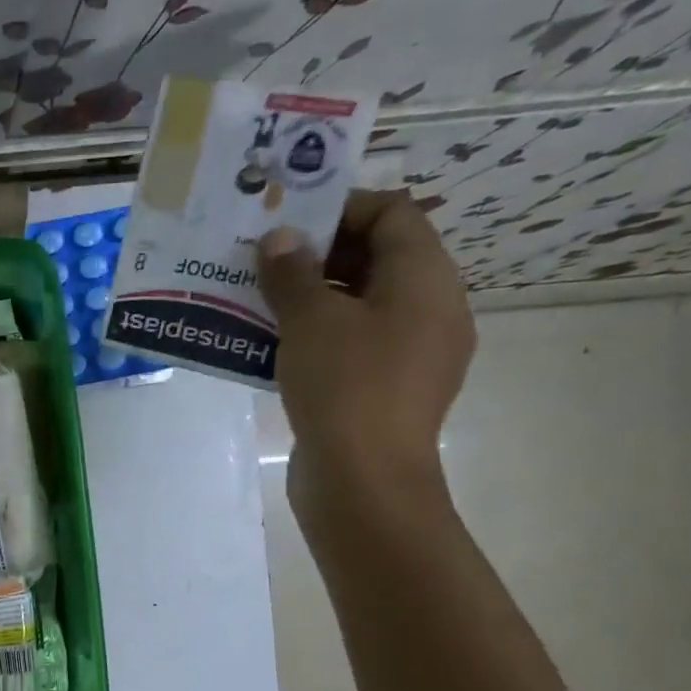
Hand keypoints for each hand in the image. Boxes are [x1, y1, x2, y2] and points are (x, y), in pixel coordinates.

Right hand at [258, 189, 474, 525]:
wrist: (363, 482)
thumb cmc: (345, 387)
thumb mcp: (310, 322)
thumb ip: (291, 274)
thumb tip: (279, 239)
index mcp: (425, 279)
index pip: (393, 214)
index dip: (340, 208)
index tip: (287, 223)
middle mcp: (431, 309)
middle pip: (378, 259)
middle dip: (318, 255)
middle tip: (264, 261)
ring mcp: (413, 354)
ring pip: (361, 306)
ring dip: (312, 298)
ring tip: (260, 302)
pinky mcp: (388, 390)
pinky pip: (355, 345)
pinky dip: (319, 337)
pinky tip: (275, 347)